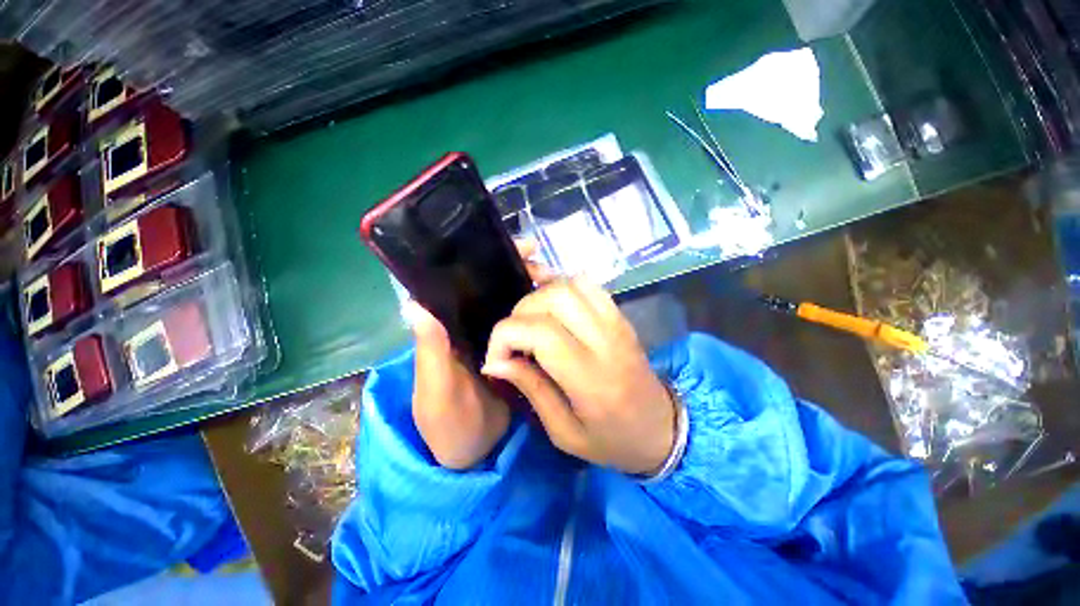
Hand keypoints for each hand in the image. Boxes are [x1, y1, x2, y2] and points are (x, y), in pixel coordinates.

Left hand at [409, 240, 552, 470]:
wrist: (473, 452)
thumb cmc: (446, 423)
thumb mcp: (435, 389)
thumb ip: (431, 351)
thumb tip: (414, 304)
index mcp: (448, 329)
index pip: (461, 284)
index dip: (482, 262)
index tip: (511, 248)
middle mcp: (471, 326)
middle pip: (490, 288)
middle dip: (514, 270)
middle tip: (541, 263)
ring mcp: (495, 338)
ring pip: (511, 304)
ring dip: (528, 288)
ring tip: (552, 279)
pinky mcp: (514, 352)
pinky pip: (525, 326)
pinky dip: (537, 314)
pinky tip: (554, 307)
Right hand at [481, 279, 676, 475]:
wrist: (661, 428)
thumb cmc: (612, 440)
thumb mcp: (564, 433)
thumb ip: (531, 389)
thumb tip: (495, 361)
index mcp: (591, 378)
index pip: (540, 332)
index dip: (505, 336)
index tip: (496, 358)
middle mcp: (606, 340)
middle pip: (553, 298)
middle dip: (520, 312)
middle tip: (514, 339)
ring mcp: (617, 321)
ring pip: (569, 284)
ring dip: (540, 296)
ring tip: (531, 323)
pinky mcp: (620, 315)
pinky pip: (587, 284)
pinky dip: (561, 286)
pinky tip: (551, 306)